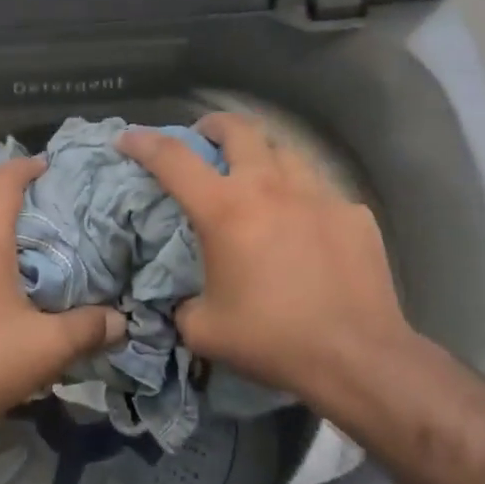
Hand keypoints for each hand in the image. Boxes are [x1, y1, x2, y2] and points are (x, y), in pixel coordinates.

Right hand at [118, 113, 413, 408]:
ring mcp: (317, 195)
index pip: (173, 159)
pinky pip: (321, 191)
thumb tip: (185, 299)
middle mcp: (269, 187)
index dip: (144, 143)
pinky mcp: (353, 213)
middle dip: (213, 126)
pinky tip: (306, 228)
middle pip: (238, 129)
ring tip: (257, 179)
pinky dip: (302, 199)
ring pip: (284, 151)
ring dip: (261, 156)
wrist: (356, 357)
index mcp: (225, 209)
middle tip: (204, 140)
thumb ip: (183, 305)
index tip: (128, 138)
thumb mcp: (204, 329)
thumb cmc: (271, 340)